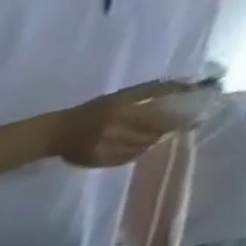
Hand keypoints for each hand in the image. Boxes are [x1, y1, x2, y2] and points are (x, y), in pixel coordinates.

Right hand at [50, 80, 194, 168]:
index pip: (160, 117)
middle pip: (151, 135)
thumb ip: (153, 90)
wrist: (54, 134)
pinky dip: (133, 155)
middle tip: (171, 131)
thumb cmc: (90, 111)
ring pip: (139, 149)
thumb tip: (191, 85)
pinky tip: (132, 150)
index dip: (178, 119)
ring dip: (149, 144)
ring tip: (150, 140)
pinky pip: (123, 159)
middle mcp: (112, 131)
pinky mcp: (95, 160)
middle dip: (163, 134)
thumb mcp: (120, 95)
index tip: (192, 119)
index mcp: (121, 111)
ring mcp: (102, 148)